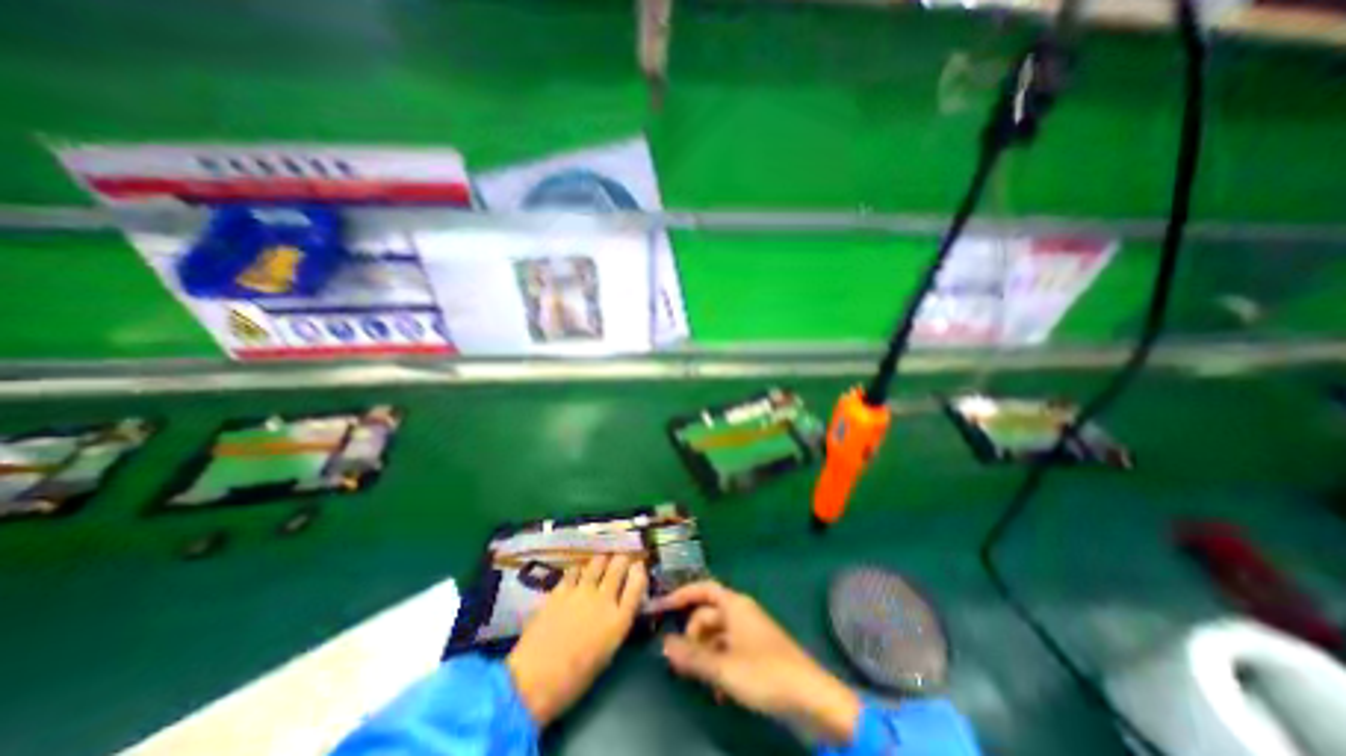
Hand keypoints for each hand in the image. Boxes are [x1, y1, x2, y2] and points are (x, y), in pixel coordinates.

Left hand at [507, 554, 647, 726]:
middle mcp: (604, 599)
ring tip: (601, 563)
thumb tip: (619, 606)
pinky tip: (578, 575)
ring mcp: (581, 591)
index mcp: (619, 620)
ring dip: (602, 561)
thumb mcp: (606, 653)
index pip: (637, 583)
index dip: (639, 571)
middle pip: (619, 565)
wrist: (533, 684)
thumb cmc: (574, 680)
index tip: (638, 567)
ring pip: (598, 562)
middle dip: (622, 560)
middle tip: (621, 561)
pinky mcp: (560, 590)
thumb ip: (616, 624)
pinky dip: (579, 570)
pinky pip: (575, 570)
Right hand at [651, 579, 861, 745]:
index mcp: (735, 605)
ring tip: (697, 679)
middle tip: (680, 660)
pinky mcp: (757, 652)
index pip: (703, 589)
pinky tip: (718, 690)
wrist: (810, 698)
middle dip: (692, 634)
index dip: (682, 595)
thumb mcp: (724, 667)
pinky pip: (729, 650)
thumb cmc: (765, 673)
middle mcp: (741, 612)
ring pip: (717, 635)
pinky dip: (719, 664)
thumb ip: (692, 657)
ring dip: (704, 654)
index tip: (662, 607)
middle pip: (708, 614)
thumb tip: (664, 645)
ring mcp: (750, 632)